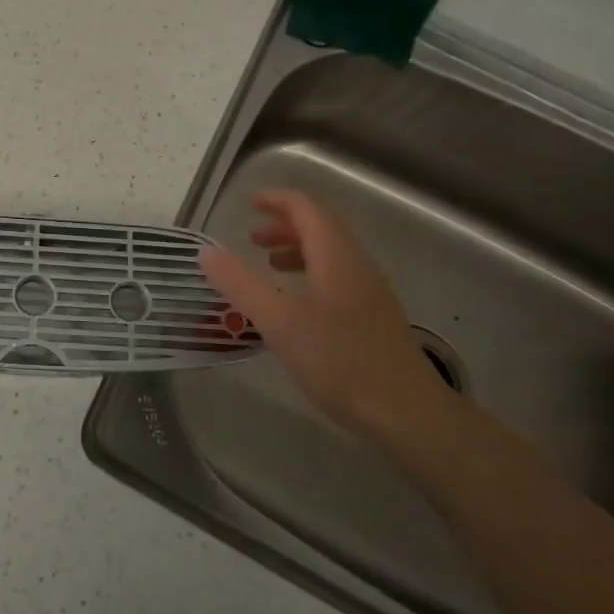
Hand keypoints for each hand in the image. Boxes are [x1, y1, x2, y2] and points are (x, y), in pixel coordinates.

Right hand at [199, 189, 451, 439]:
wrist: (407, 413)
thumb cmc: (340, 361)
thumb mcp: (279, 322)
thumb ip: (240, 284)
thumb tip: (206, 252)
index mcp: (335, 257)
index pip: (306, 209)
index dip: (276, 200)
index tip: (248, 203)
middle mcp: (357, 264)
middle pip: (321, 226)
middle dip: (285, 223)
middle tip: (252, 236)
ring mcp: (370, 290)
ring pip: (332, 252)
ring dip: (298, 247)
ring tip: (270, 264)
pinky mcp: (374, 315)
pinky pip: (339, 274)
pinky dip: (312, 271)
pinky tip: (298, 302)